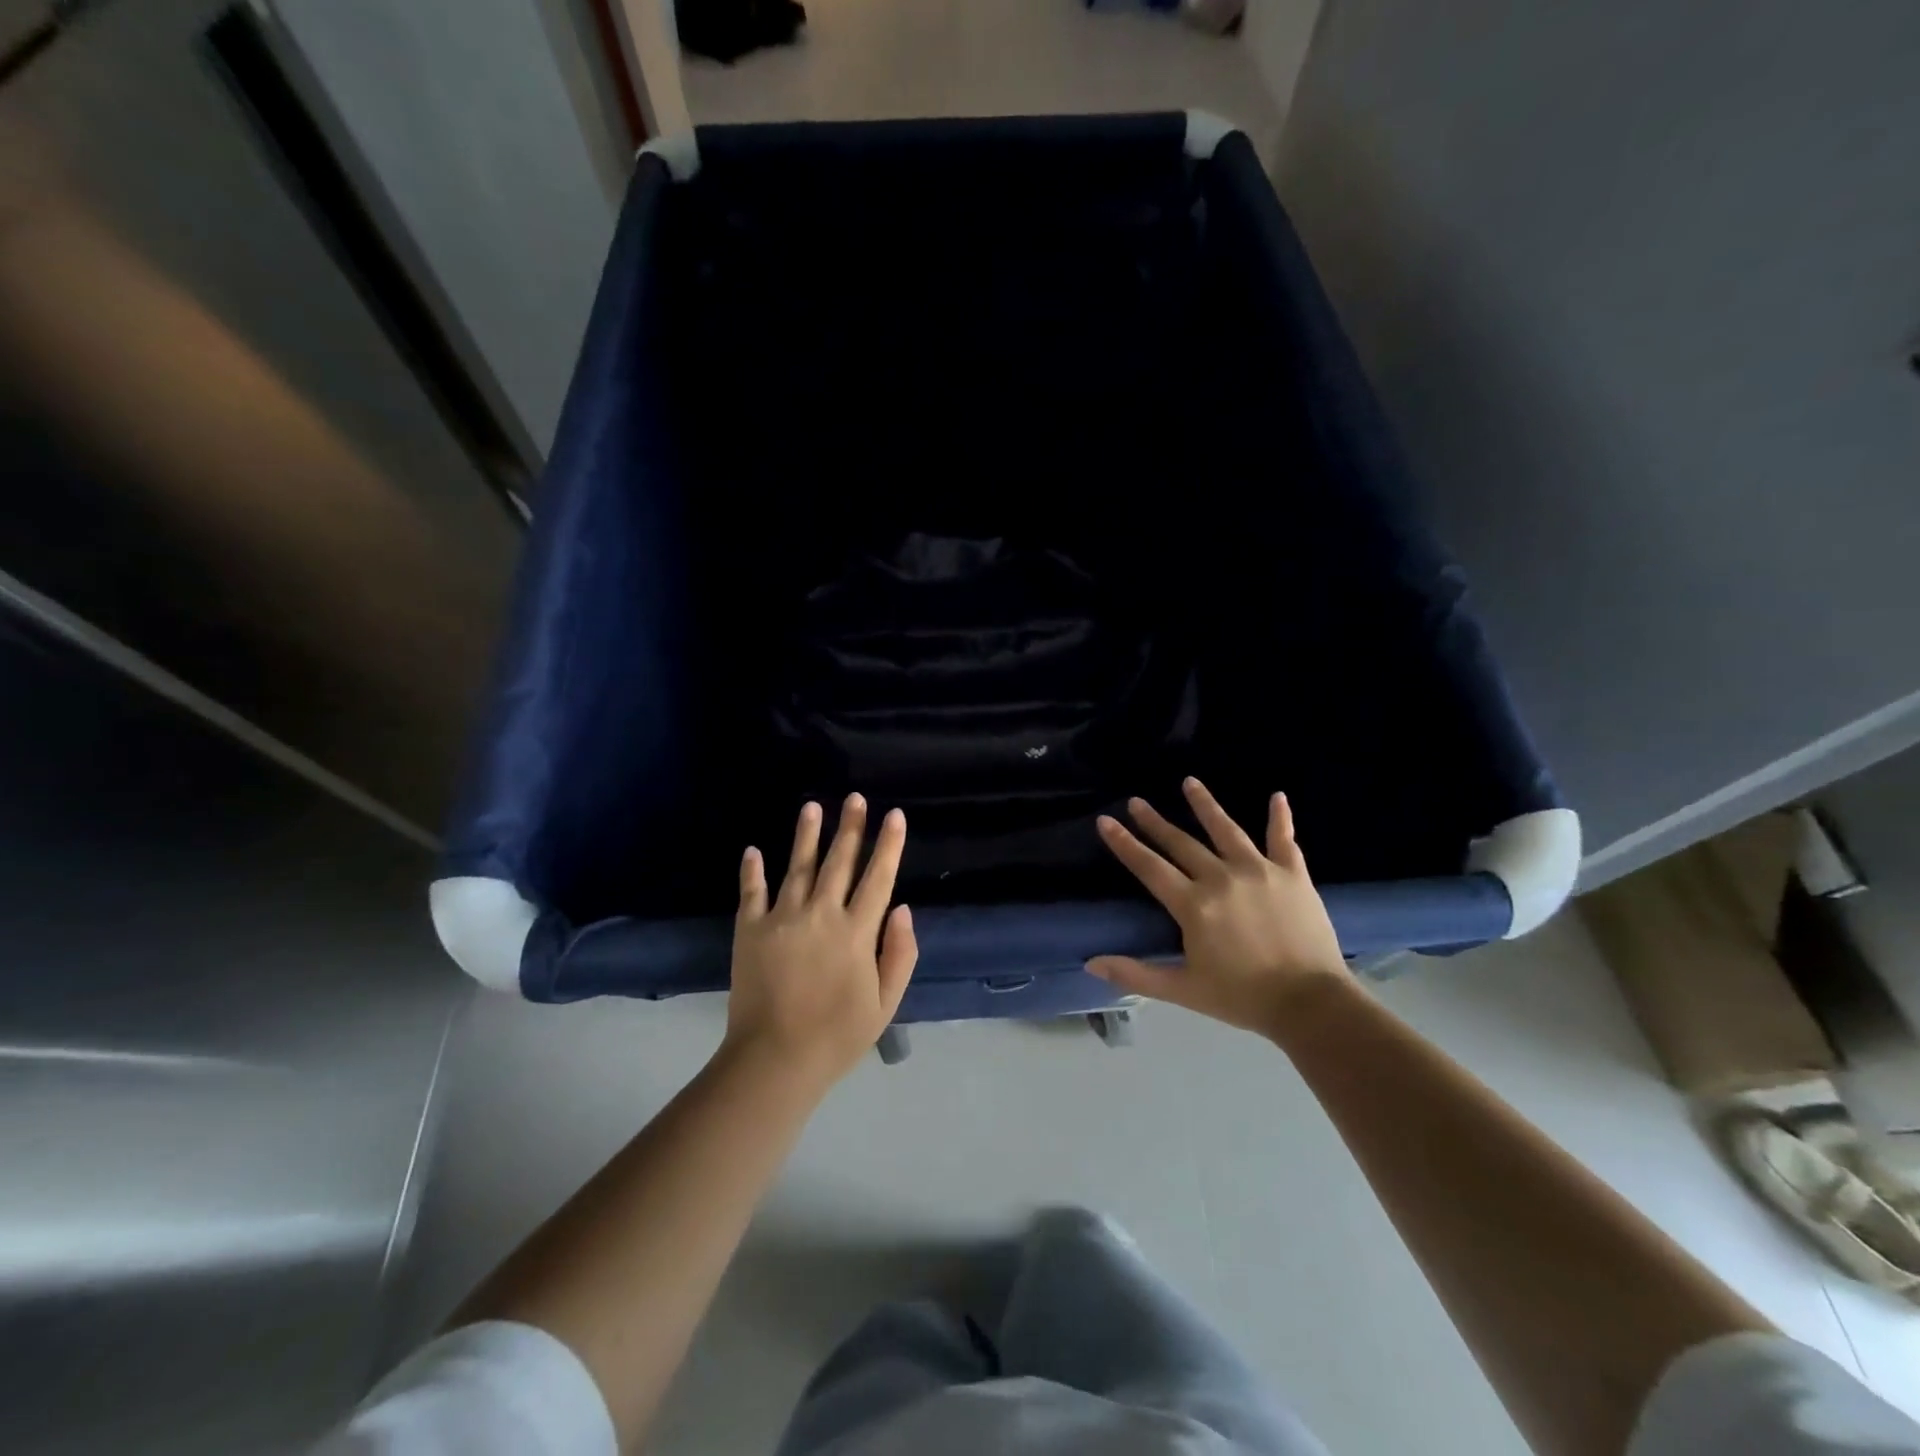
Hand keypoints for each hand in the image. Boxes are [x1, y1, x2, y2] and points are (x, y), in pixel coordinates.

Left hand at [725, 795, 917, 1088]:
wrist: (774, 1059)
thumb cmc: (838, 1035)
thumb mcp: (885, 1003)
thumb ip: (899, 954)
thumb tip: (903, 910)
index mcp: (856, 932)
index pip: (878, 878)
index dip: (889, 844)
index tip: (895, 815)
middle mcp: (821, 914)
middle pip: (839, 862)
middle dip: (851, 827)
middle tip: (856, 798)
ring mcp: (782, 918)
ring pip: (798, 867)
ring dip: (806, 835)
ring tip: (812, 806)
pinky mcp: (750, 930)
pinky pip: (752, 892)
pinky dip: (752, 871)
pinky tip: (753, 850)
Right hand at [1087, 777, 1349, 1035]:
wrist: (1311, 1004)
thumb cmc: (1242, 997)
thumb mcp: (1183, 990)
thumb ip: (1136, 974)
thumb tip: (1091, 964)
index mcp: (1193, 905)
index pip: (1150, 867)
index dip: (1125, 844)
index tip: (1105, 820)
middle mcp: (1221, 878)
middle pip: (1181, 843)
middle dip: (1155, 821)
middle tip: (1136, 801)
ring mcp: (1259, 871)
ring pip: (1226, 829)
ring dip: (1205, 804)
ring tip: (1189, 782)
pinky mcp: (1293, 875)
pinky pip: (1284, 840)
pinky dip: (1281, 818)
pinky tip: (1277, 796)